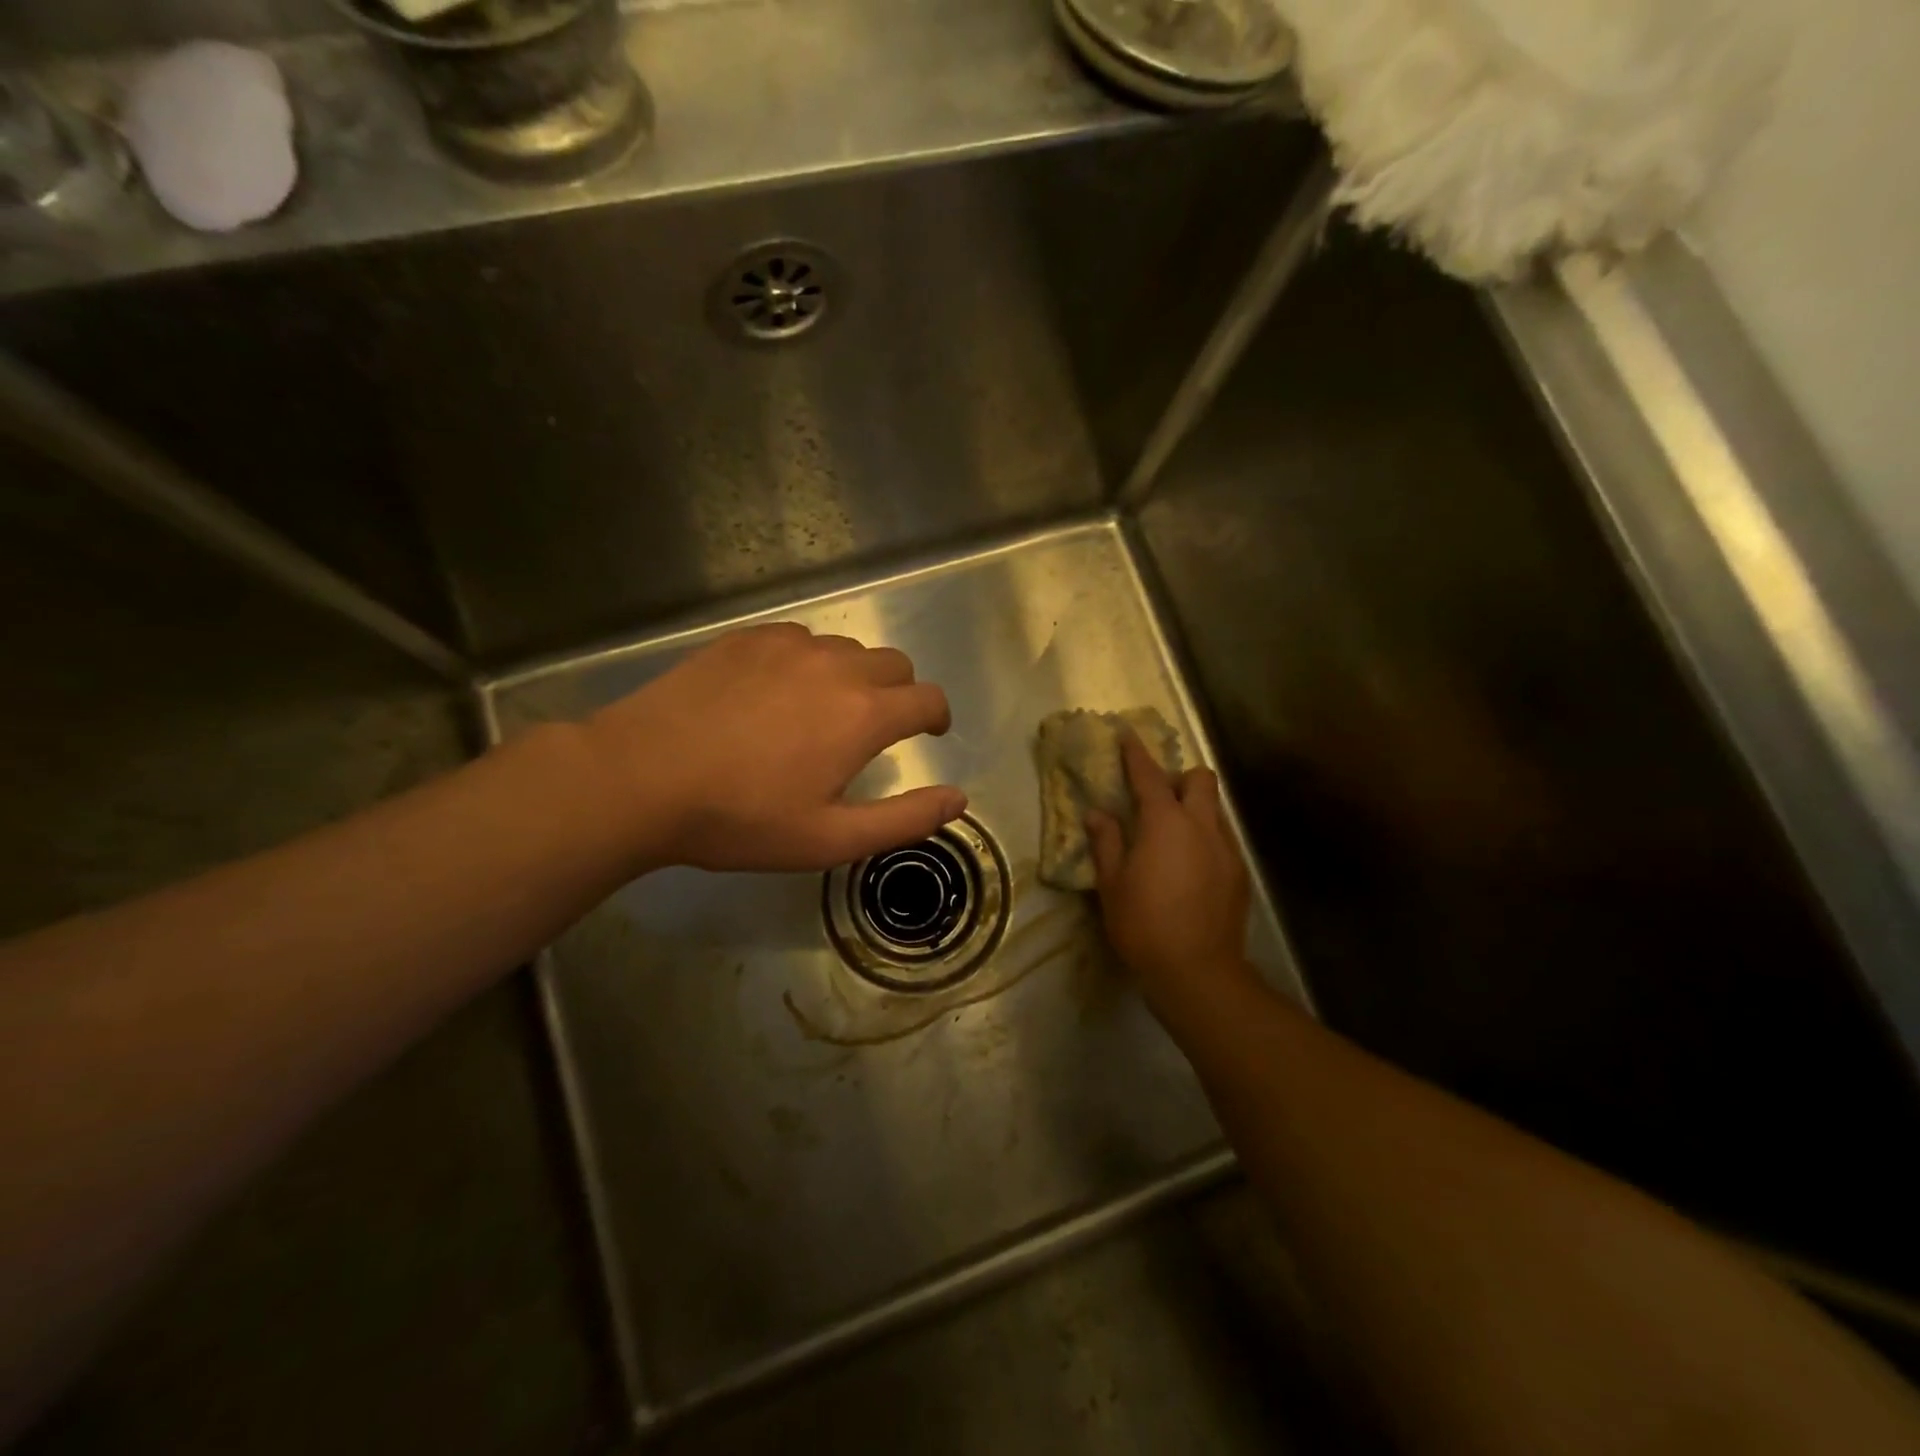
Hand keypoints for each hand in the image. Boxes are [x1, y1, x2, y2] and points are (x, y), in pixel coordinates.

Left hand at [583, 623, 964, 871]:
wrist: (641, 777)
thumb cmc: (741, 818)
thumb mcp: (830, 838)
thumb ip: (904, 819)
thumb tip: (959, 799)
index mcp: (864, 714)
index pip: (928, 699)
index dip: (937, 717)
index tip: (928, 733)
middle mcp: (836, 666)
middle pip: (895, 664)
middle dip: (900, 694)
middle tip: (876, 729)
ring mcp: (789, 645)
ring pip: (848, 649)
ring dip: (854, 676)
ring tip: (823, 712)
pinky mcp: (748, 638)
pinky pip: (801, 638)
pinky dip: (809, 661)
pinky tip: (778, 691)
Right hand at [1087, 735, 1256, 1015]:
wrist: (1198, 972)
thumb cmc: (1143, 925)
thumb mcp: (1112, 884)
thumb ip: (1106, 842)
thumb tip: (1098, 814)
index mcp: (1165, 823)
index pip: (1149, 775)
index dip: (1136, 753)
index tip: (1127, 734)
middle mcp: (1201, 826)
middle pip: (1200, 779)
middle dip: (1179, 777)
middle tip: (1156, 798)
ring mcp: (1226, 849)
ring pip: (1215, 809)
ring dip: (1194, 807)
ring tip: (1172, 834)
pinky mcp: (1239, 874)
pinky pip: (1222, 838)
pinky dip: (1205, 837)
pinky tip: (1190, 866)